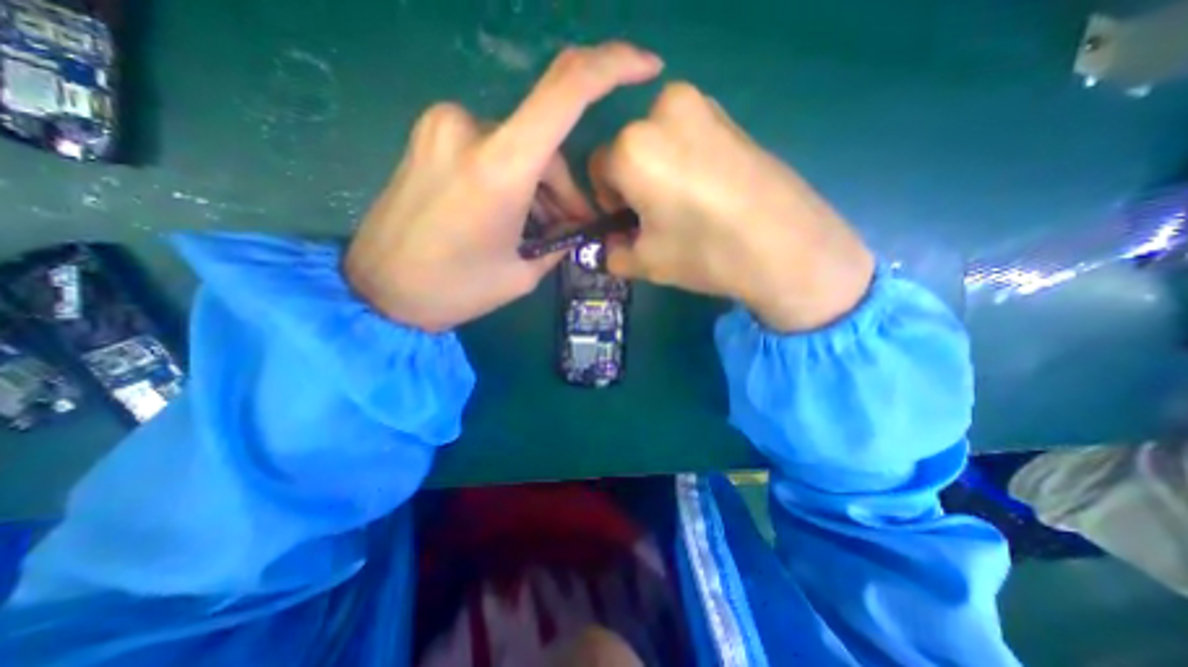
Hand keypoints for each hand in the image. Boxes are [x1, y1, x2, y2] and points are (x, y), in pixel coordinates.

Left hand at [344, 41, 662, 330]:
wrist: (379, 292)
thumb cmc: (455, 290)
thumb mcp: (521, 274)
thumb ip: (556, 241)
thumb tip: (572, 224)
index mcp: (499, 168)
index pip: (567, 89)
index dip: (613, 66)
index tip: (647, 66)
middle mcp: (470, 130)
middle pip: (545, 143)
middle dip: (565, 188)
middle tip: (571, 228)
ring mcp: (444, 127)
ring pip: (520, 148)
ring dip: (539, 186)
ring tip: (537, 230)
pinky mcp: (430, 136)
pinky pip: (492, 148)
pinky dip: (512, 178)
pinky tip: (510, 215)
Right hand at [591, 83, 875, 334]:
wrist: (786, 246)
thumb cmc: (704, 252)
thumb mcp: (646, 262)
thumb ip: (615, 255)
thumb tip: (611, 248)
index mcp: (633, 147)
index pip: (599, 169)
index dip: (609, 200)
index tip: (627, 223)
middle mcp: (663, 112)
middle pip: (629, 151)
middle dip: (633, 184)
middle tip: (655, 217)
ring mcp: (705, 108)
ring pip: (660, 142)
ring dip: (659, 171)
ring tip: (684, 205)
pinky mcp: (733, 117)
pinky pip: (690, 137)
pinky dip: (686, 162)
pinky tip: (707, 193)